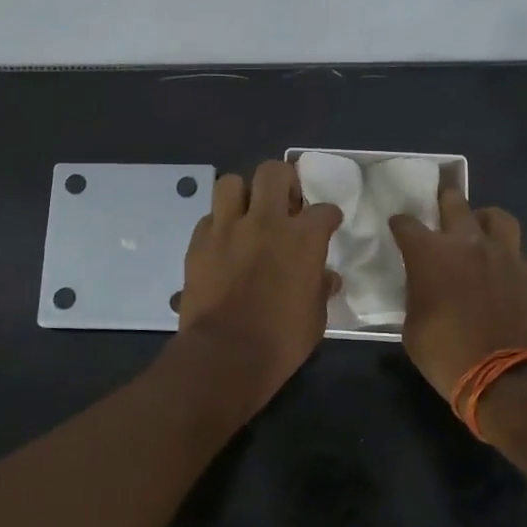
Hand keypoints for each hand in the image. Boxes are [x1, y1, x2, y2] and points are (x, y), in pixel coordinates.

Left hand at [176, 161, 341, 402]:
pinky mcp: (198, 242)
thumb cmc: (281, 340)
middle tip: (285, 202)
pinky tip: (223, 242)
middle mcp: (265, 221)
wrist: (225, 355)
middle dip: (283, 181)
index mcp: (303, 238)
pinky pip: (208, 218)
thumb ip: (321, 288)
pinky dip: (218, 224)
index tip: (327, 224)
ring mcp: (227, 228)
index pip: (324, 209)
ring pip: (231, 182)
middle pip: (273, 171)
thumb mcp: (316, 317)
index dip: (328, 216)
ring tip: (247, 213)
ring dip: (242, 194)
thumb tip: (327, 277)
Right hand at [388, 184, 526, 401]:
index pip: (406, 224)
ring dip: (482, 218)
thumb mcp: (413, 329)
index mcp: (429, 254)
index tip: (397, 227)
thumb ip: (416, 297)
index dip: (399, 224)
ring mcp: (503, 254)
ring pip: (494, 216)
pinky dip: (504, 252)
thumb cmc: (448, 356)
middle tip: (439, 202)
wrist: (511, 378)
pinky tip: (499, 269)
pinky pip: (515, 249)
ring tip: (478, 229)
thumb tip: (423, 290)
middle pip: (454, 202)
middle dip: (443, 198)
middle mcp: (466, 243)